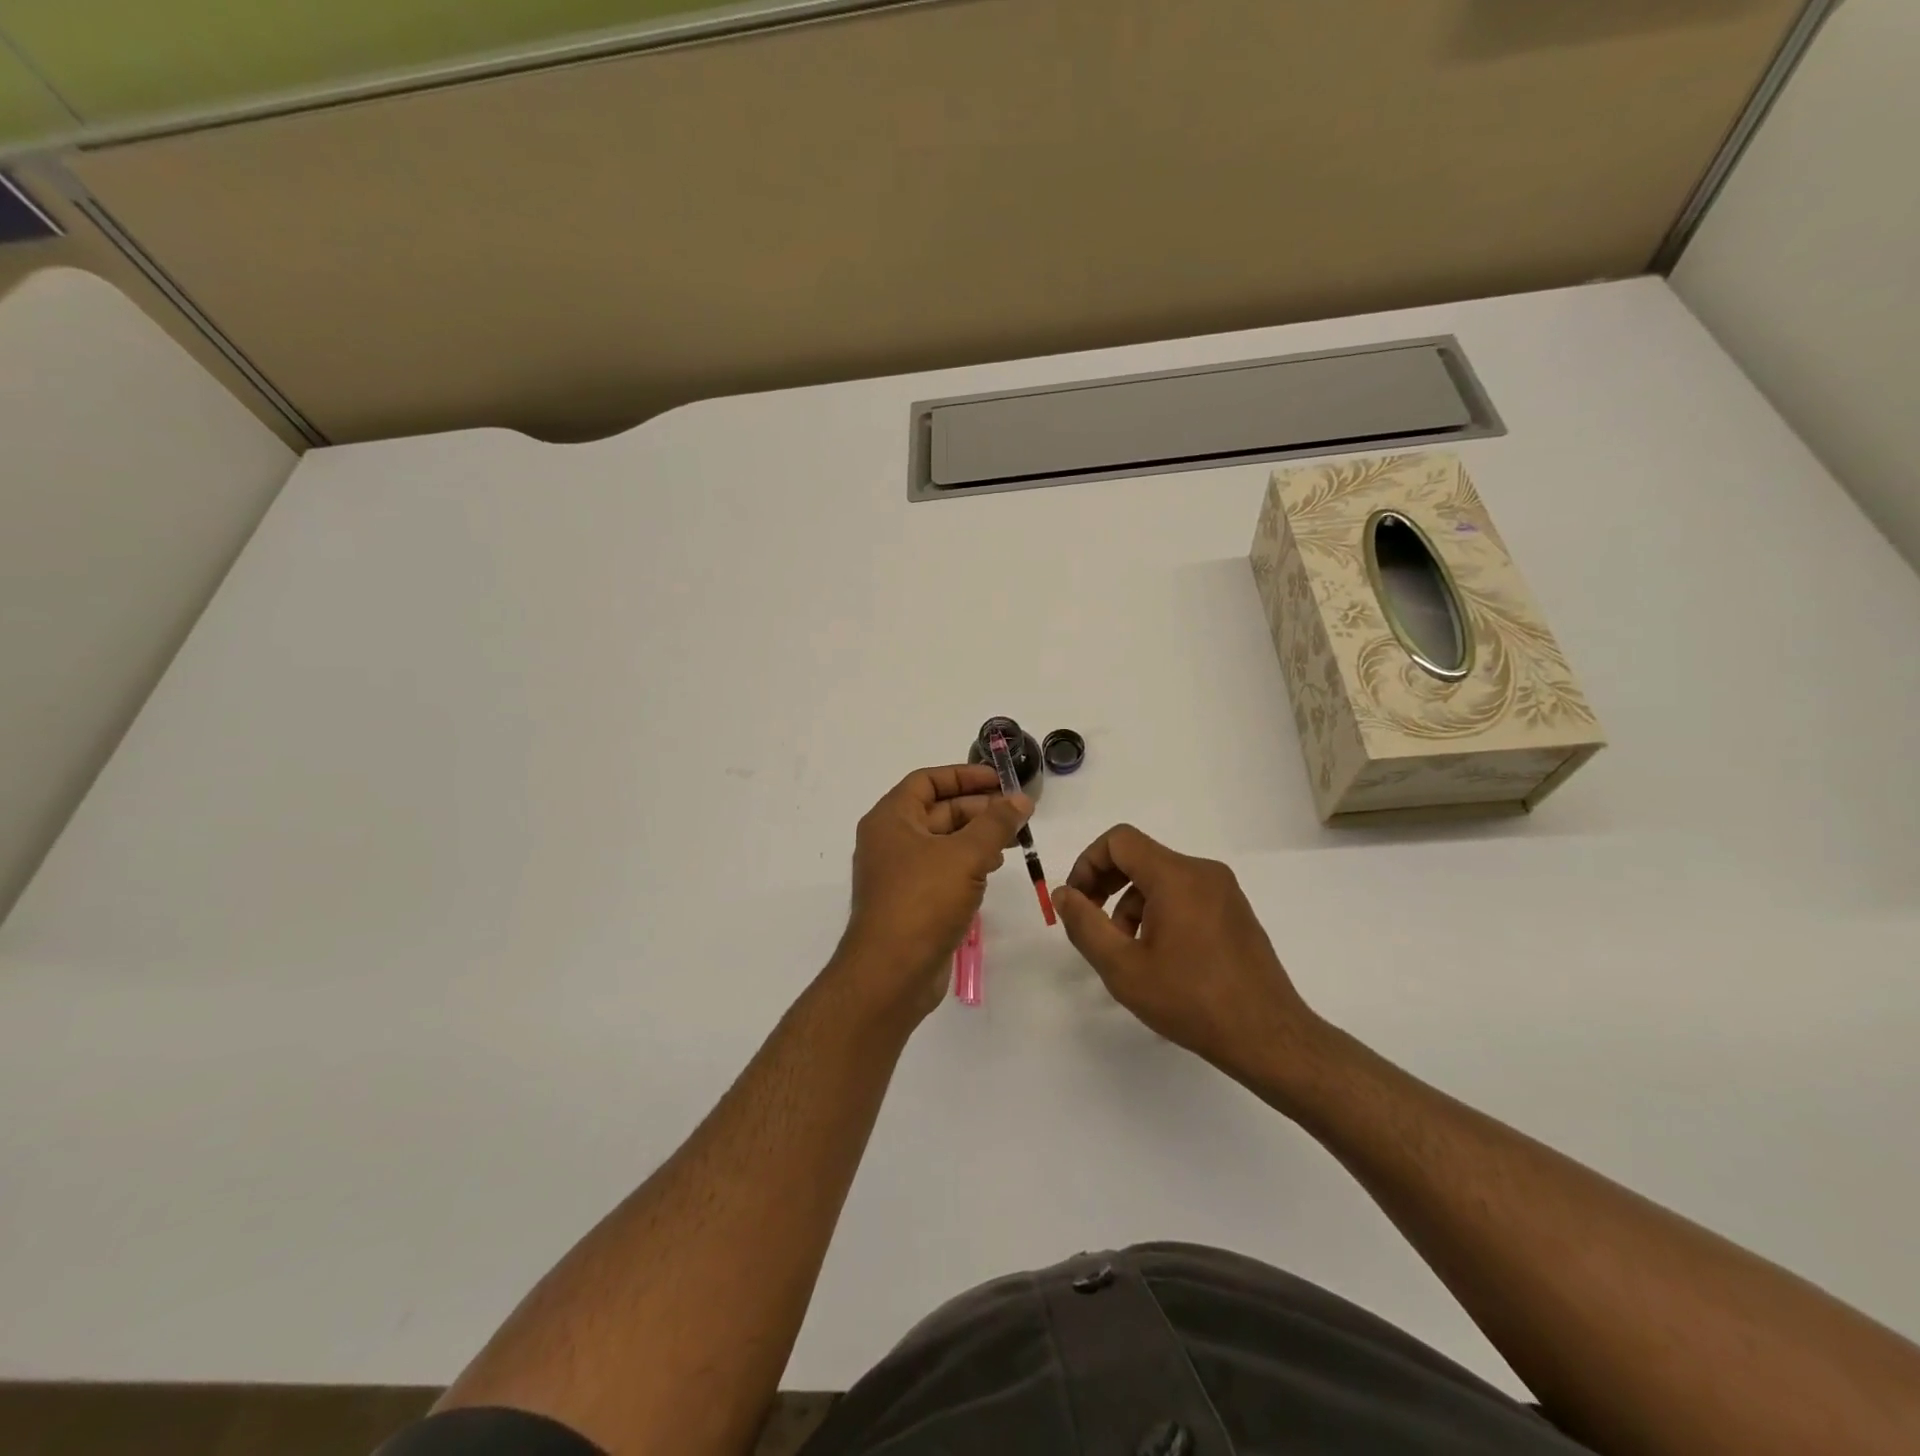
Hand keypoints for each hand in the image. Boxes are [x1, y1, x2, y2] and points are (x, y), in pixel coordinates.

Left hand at [834, 764, 1032, 1022]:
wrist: (891, 973)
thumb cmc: (923, 901)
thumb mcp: (965, 855)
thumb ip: (995, 823)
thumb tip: (1020, 799)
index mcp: (891, 818)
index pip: (927, 780)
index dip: (964, 775)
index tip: (1000, 780)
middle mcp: (890, 840)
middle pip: (937, 810)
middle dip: (978, 809)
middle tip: (1017, 814)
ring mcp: (899, 873)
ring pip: (942, 842)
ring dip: (977, 837)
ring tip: (1012, 842)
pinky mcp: (910, 901)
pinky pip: (941, 870)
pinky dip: (967, 864)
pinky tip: (991, 870)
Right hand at [1055, 825, 1327, 1083]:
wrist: (1267, 1037)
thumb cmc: (1190, 1000)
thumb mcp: (1123, 968)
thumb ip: (1085, 924)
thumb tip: (1064, 894)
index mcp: (1176, 876)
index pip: (1119, 840)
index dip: (1088, 863)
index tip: (1077, 901)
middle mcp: (1203, 872)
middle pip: (1140, 857)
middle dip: (1106, 884)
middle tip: (1091, 923)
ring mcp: (1224, 891)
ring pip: (1161, 879)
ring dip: (1132, 904)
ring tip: (1127, 951)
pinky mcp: (1235, 912)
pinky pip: (1185, 895)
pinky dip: (1160, 912)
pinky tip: (1159, 956)